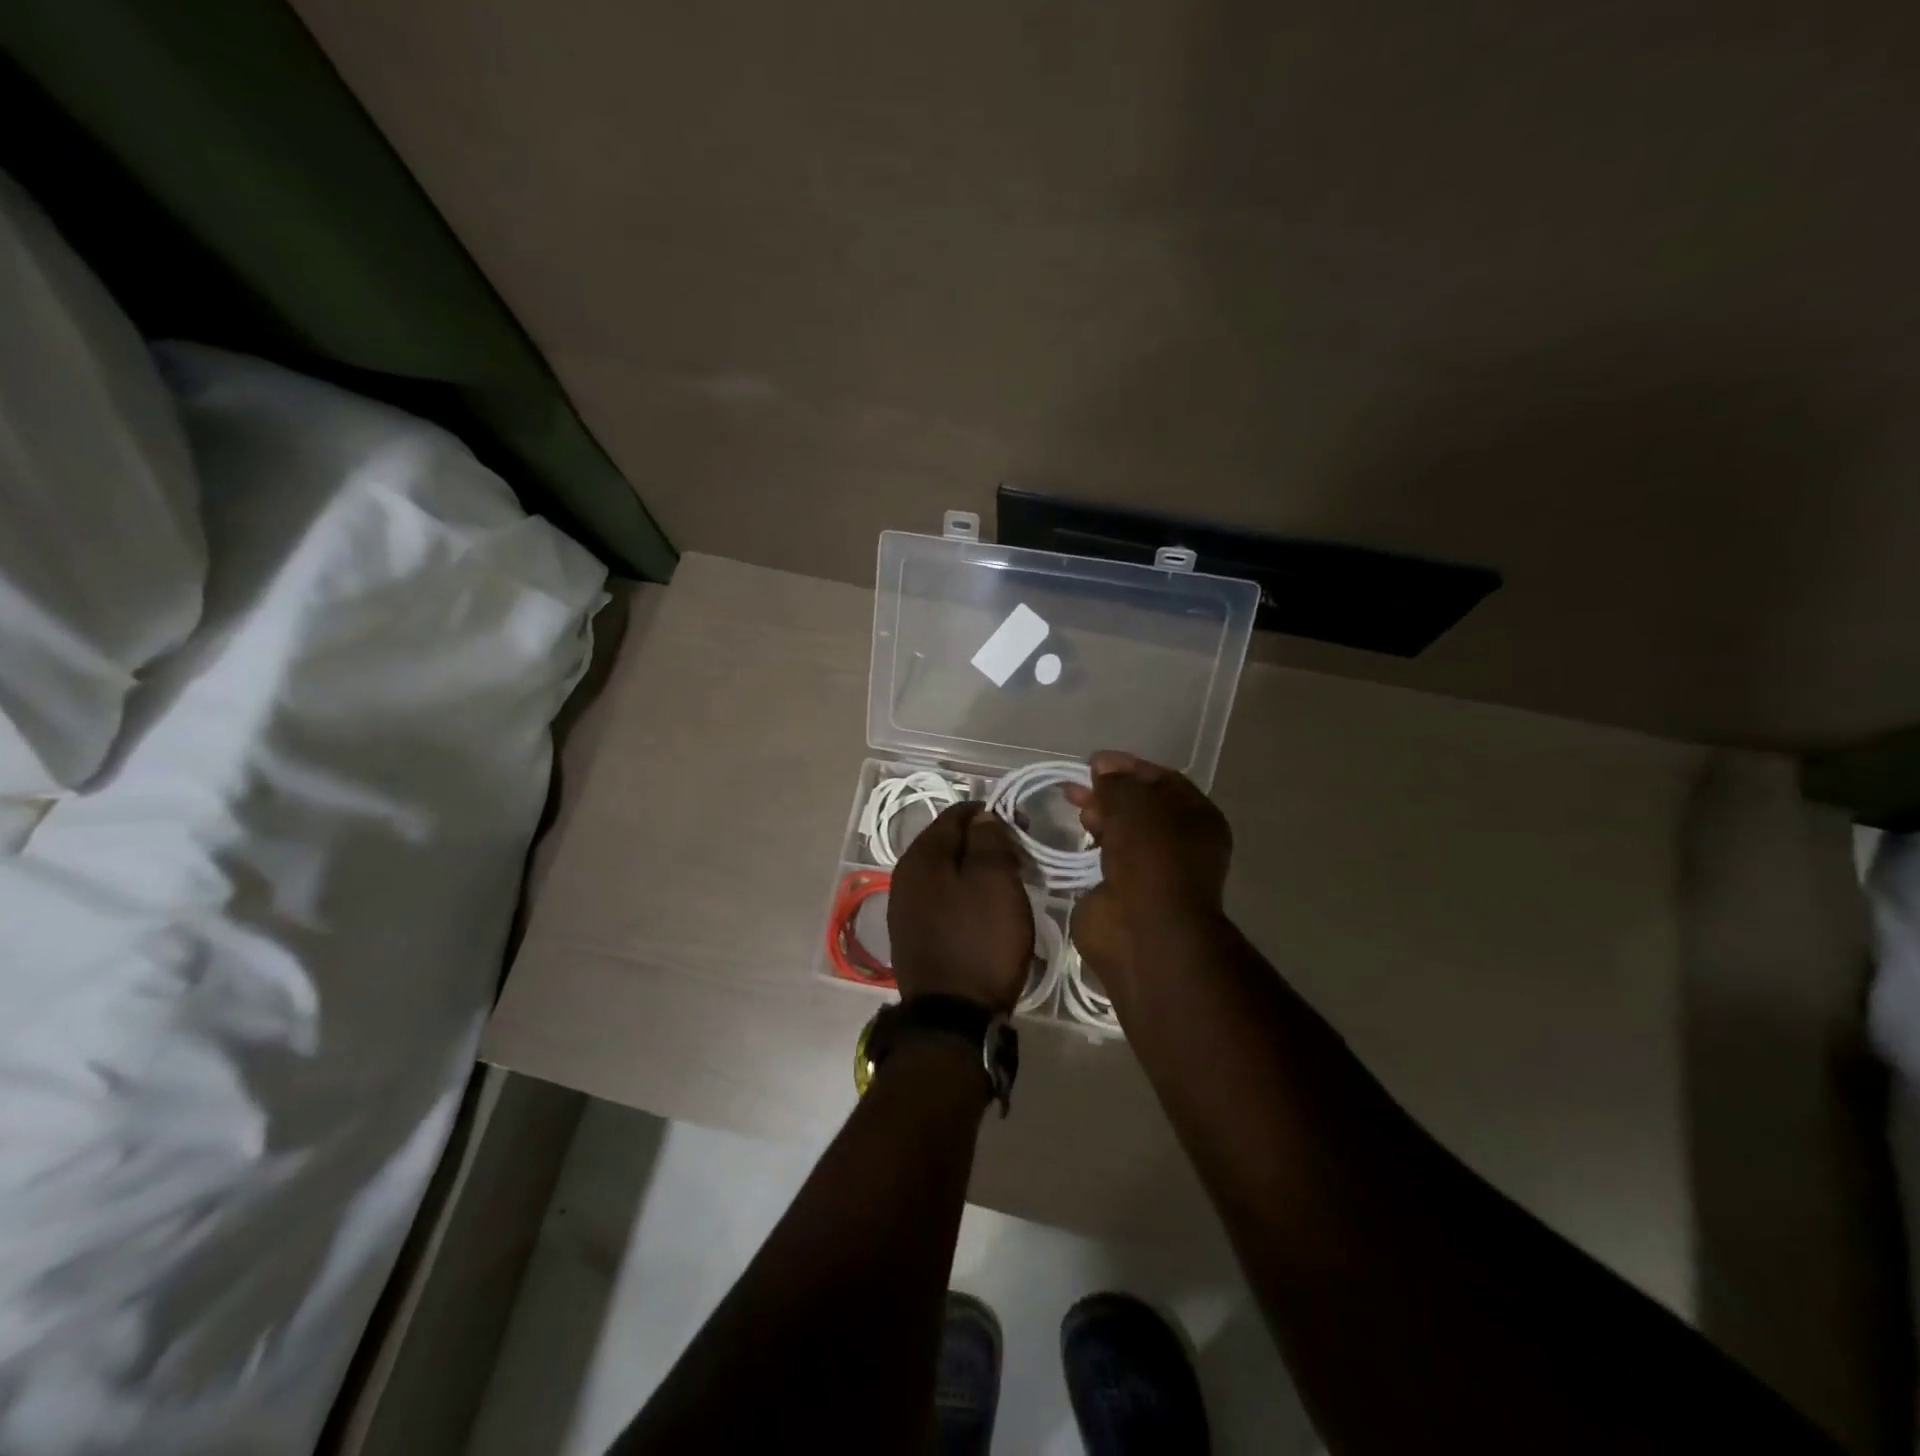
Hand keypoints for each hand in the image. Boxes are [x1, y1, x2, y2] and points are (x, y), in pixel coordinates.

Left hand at [888, 801, 1034, 1012]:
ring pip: (945, 872)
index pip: (956, 815)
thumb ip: (988, 841)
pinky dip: (963, 894)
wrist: (952, 1018)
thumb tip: (981, 817)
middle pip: (947, 843)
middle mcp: (904, 875)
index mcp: (921, 856)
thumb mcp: (995, 882)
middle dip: (982, 842)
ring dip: (973, 870)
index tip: (1020, 826)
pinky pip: (941, 898)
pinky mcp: (913, 935)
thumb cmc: (980, 941)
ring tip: (1006, 883)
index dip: (989, 814)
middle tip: (1018, 856)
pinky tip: (983, 910)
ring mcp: (905, 908)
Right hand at [1064, 751, 1232, 996]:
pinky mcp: (1123, 894)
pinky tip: (1071, 838)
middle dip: (1108, 793)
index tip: (1093, 762)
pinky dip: (1089, 848)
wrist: (1144, 932)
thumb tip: (1102, 769)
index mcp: (1197, 818)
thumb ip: (1117, 782)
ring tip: (1073, 810)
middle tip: (1076, 788)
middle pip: (1140, 807)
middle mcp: (1179, 844)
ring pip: (1122, 833)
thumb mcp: (1135, 804)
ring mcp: (1151, 872)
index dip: (1128, 767)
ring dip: (1098, 818)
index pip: (1162, 780)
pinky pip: (1104, 860)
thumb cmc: (1150, 859)